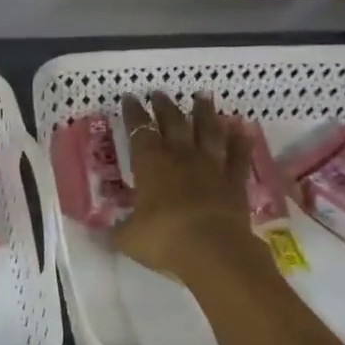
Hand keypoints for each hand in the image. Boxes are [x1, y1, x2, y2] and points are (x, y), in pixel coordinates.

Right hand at [111, 92, 256, 279]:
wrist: (213, 251)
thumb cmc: (163, 239)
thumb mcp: (127, 237)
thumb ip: (116, 229)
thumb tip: (102, 231)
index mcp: (150, 164)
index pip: (139, 130)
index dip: (133, 113)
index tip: (130, 98)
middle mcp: (181, 157)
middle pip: (173, 123)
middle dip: (164, 106)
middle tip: (159, 93)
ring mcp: (211, 167)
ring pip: (208, 131)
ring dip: (204, 112)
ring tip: (202, 96)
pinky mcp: (235, 182)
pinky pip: (238, 155)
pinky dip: (240, 140)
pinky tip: (241, 127)